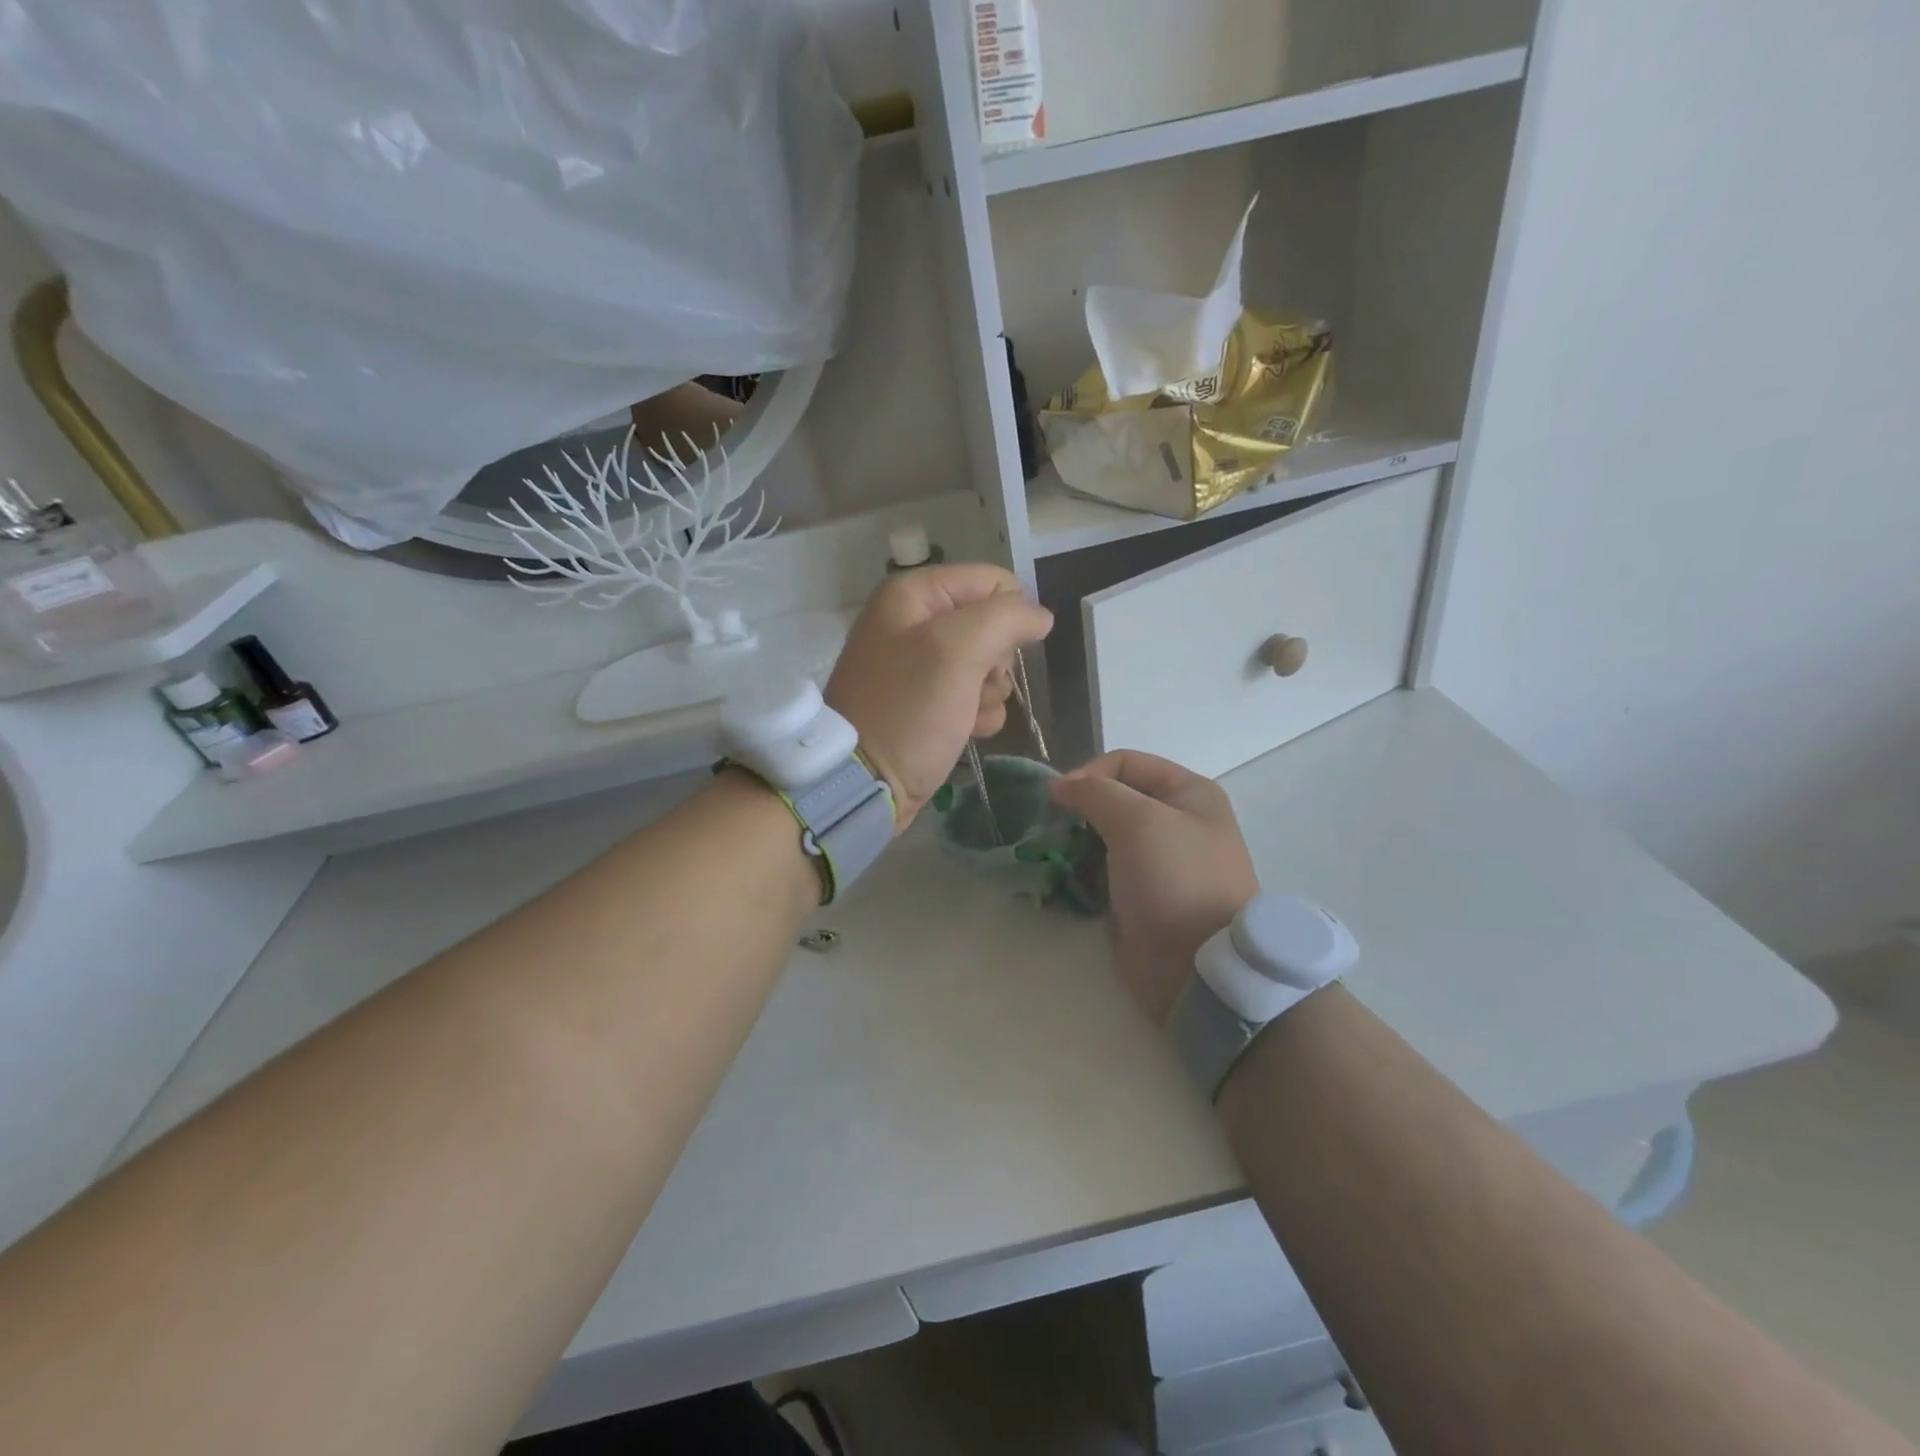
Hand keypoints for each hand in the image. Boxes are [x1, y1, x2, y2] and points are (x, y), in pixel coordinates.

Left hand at [826, 564, 1053, 827]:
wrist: (864, 784)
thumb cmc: (908, 710)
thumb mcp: (956, 651)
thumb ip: (1005, 619)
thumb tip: (1041, 615)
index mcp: (913, 595)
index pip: (992, 582)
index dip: (1009, 615)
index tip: (1004, 652)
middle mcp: (914, 623)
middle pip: (992, 625)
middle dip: (996, 661)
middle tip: (976, 683)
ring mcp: (921, 666)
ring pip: (989, 665)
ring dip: (990, 693)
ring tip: (965, 713)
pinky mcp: (928, 704)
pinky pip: (975, 698)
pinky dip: (978, 716)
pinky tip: (964, 731)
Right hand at [1052, 751, 1257, 1025]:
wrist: (1197, 968)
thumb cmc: (1174, 880)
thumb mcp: (1137, 821)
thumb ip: (1094, 793)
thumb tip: (1059, 786)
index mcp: (1188, 793)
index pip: (1125, 762)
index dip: (1088, 774)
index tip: (1057, 801)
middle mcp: (1176, 821)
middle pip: (1113, 798)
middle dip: (1078, 810)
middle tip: (1050, 829)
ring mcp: (1157, 861)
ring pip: (1102, 835)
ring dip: (1073, 841)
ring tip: (1052, 855)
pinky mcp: (1139, 894)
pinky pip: (1101, 870)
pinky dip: (1078, 870)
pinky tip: (1061, 878)